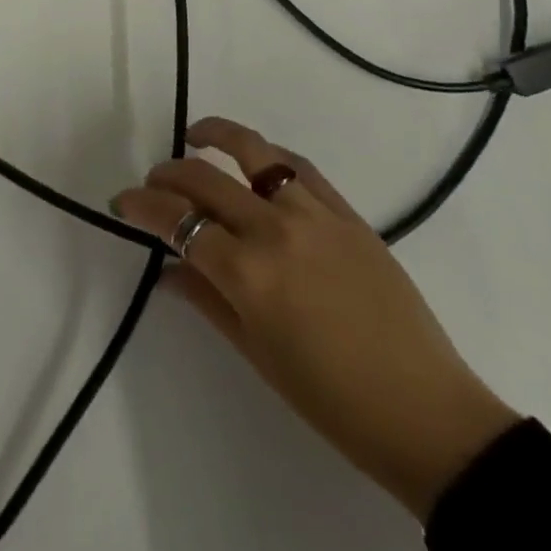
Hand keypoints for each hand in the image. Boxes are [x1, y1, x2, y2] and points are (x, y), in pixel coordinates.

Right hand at [111, 116, 518, 520]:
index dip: (142, 205)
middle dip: (167, 175)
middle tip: (154, 184)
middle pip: (204, 179)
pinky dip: (267, 155)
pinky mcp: (348, 213)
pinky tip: (254, 161)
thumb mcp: (256, 354)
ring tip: (196, 136)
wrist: (427, 414)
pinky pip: (297, 167)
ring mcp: (314, 215)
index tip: (123, 201)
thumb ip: (205, 299)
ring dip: (215, 138)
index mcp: (247, 274)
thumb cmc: (331, 400)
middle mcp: (274, 231)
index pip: (177, 220)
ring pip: (252, 152)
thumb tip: (166, 268)